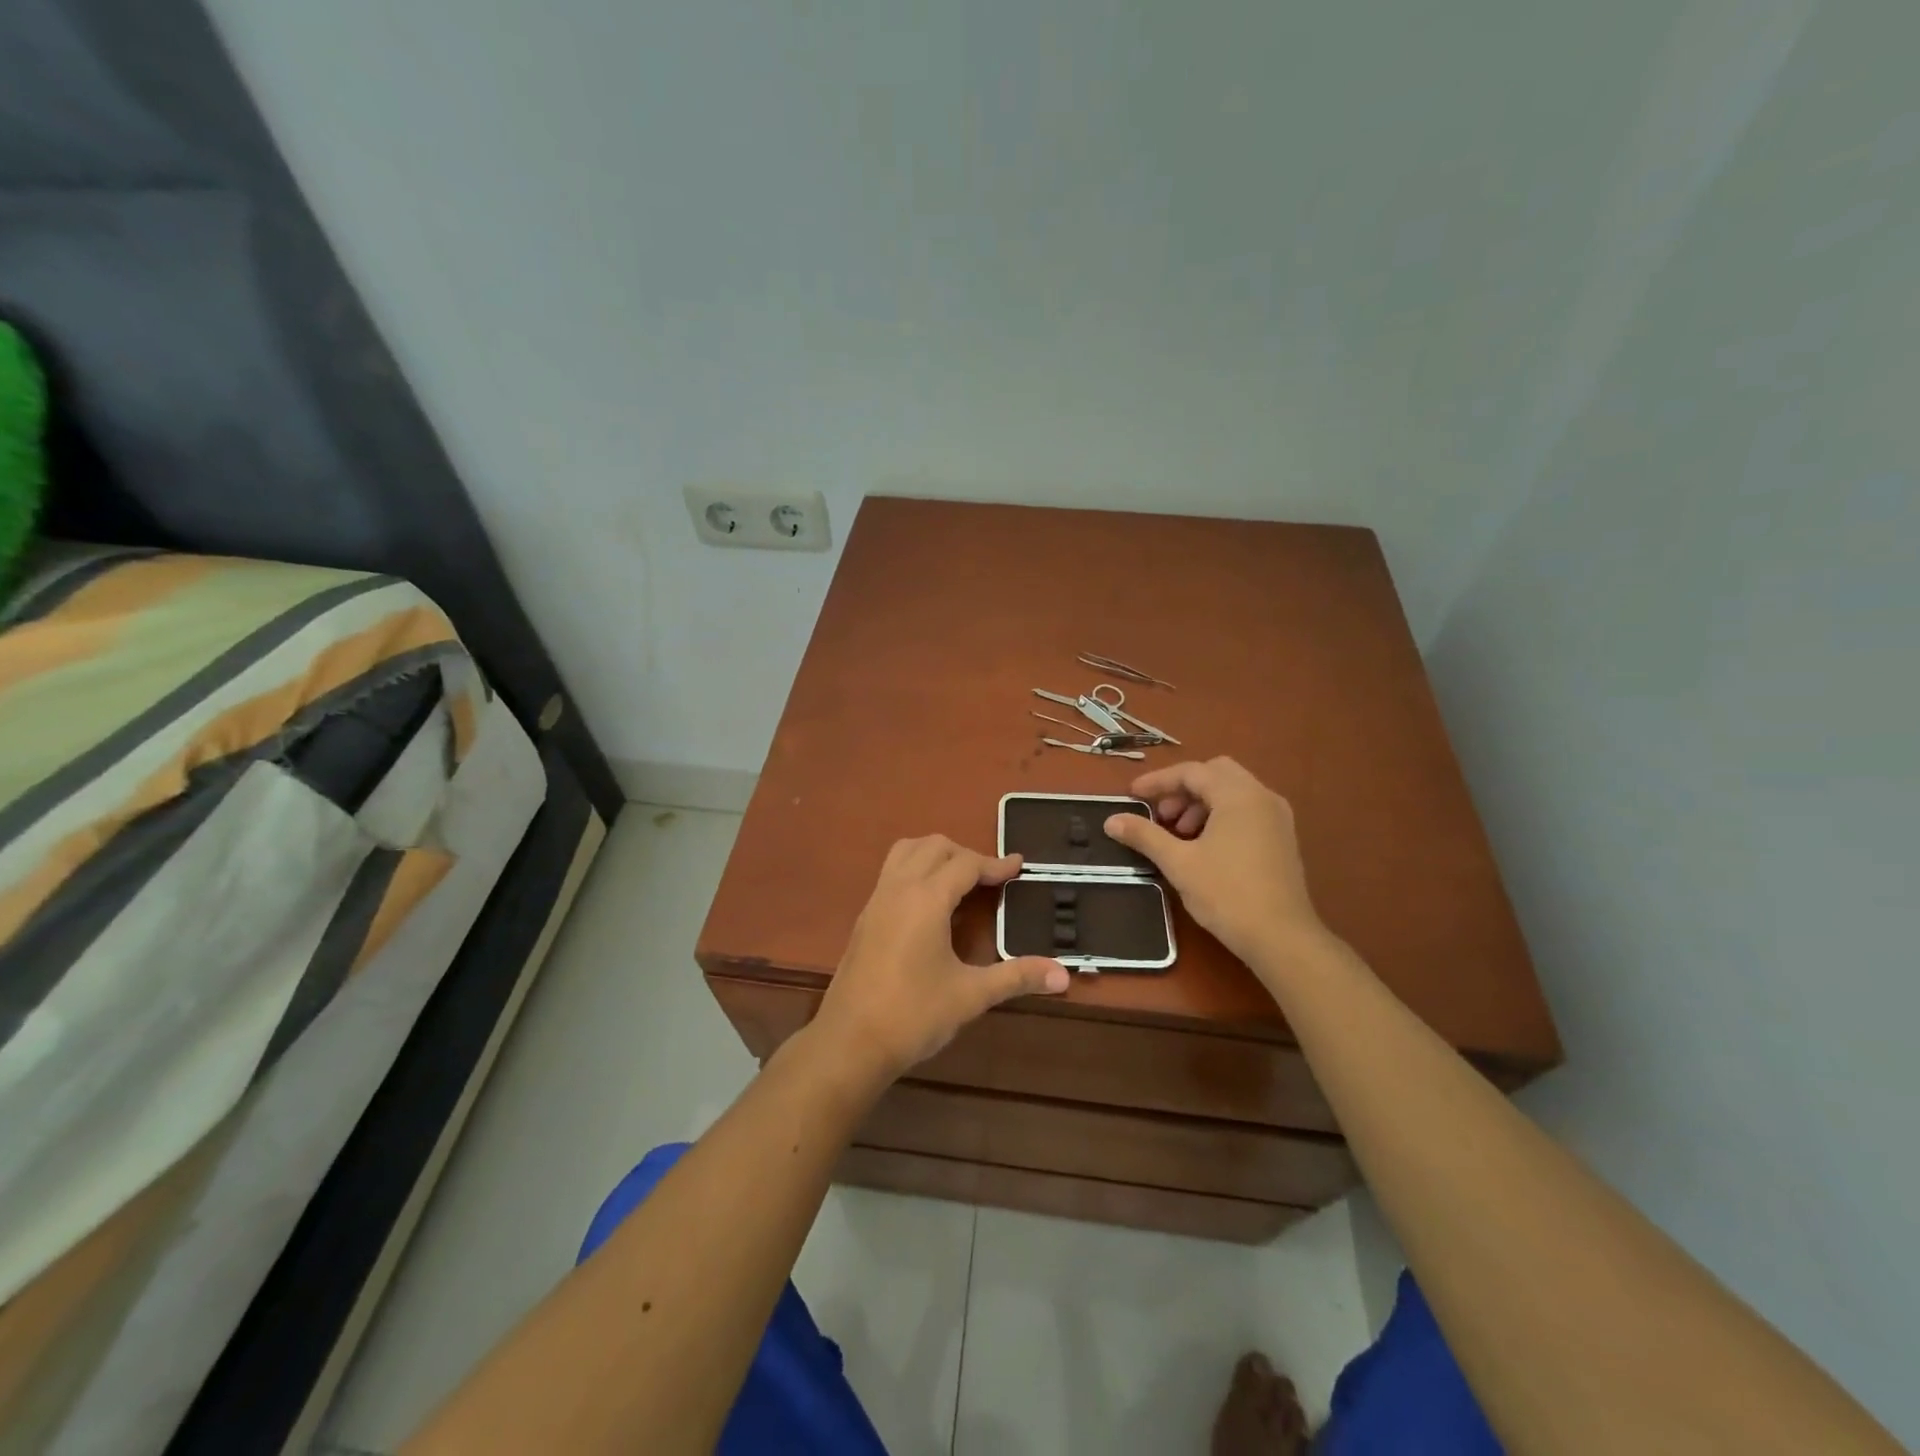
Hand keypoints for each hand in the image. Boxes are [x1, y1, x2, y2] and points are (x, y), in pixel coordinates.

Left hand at [813, 836, 1069, 1083]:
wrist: (850, 1043)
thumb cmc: (913, 1015)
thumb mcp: (971, 995)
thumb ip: (1017, 977)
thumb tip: (1064, 975)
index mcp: (926, 898)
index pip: (966, 864)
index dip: (995, 864)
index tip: (1019, 867)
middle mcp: (899, 888)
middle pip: (934, 847)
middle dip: (966, 855)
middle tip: (992, 879)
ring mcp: (876, 900)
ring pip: (906, 852)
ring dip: (936, 855)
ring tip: (960, 881)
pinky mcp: (865, 917)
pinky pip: (892, 873)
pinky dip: (915, 870)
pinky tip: (931, 906)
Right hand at [1102, 757, 1330, 974]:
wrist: (1282, 938)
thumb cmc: (1227, 894)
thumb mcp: (1178, 863)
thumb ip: (1144, 836)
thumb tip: (1111, 820)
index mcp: (1238, 795)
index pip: (1192, 772)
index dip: (1158, 781)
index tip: (1132, 796)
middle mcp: (1262, 797)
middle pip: (1216, 774)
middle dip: (1183, 789)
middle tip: (1162, 815)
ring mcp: (1278, 817)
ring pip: (1233, 792)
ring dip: (1202, 803)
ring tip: (1180, 835)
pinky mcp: (1283, 838)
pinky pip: (1247, 810)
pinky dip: (1221, 815)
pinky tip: (1205, 847)